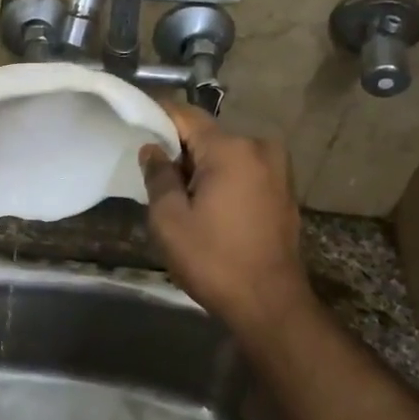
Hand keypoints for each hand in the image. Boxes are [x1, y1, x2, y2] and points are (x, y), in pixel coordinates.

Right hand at [139, 105, 312, 334]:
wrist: (270, 304)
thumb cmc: (213, 260)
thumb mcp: (169, 220)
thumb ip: (158, 176)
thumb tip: (153, 150)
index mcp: (230, 149)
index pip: (185, 115)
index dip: (157, 115)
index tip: (134, 123)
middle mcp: (259, 148)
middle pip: (207, 135)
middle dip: (180, 150)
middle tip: (154, 175)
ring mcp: (278, 169)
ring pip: (226, 154)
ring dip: (202, 167)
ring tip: (181, 196)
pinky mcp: (284, 190)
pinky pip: (244, 171)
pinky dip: (223, 179)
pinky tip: (210, 206)